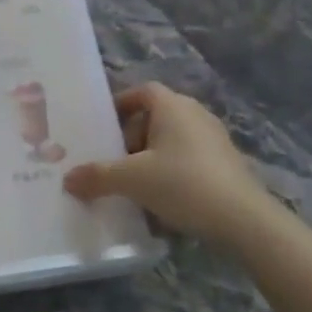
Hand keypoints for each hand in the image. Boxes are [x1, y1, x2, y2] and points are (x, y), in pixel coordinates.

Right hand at [63, 83, 271, 239]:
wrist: (244, 221)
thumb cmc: (183, 184)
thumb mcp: (132, 180)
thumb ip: (98, 176)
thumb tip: (68, 179)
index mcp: (172, 106)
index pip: (142, 91)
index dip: (121, 104)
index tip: (104, 126)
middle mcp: (195, 114)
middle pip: (155, 117)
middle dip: (132, 137)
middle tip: (114, 161)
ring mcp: (214, 139)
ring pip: (172, 141)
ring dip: (151, 158)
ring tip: (134, 184)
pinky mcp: (227, 164)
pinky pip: (189, 159)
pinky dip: (172, 172)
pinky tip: (163, 201)